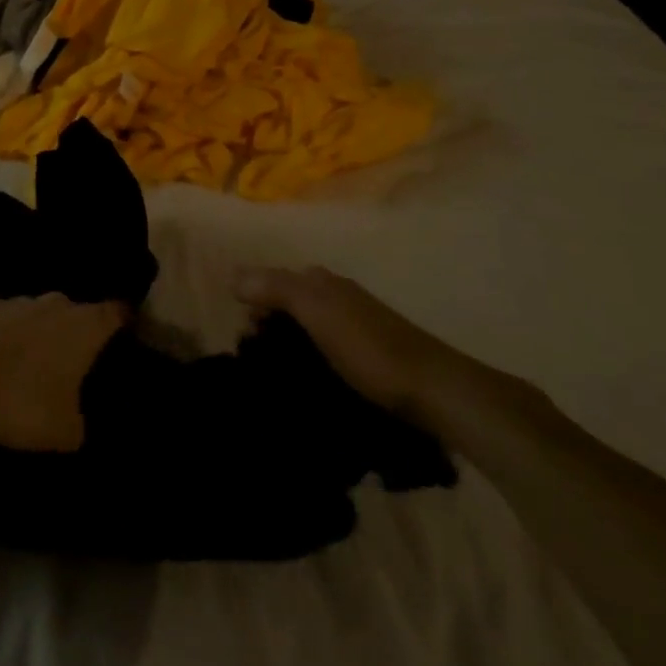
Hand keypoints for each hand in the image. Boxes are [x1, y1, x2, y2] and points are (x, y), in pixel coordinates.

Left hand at [0, 295, 128, 451]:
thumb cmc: (22, 404)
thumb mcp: (64, 431)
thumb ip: (80, 422)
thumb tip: (77, 422)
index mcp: (85, 327)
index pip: (117, 313)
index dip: (123, 322)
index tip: (126, 335)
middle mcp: (56, 304)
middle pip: (75, 312)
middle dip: (74, 333)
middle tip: (70, 364)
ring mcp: (16, 300)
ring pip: (36, 313)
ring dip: (35, 333)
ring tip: (25, 366)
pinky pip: (1, 319)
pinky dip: (0, 335)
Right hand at [236, 266, 524, 439]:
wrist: (431, 389)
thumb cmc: (369, 348)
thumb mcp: (316, 311)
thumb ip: (275, 288)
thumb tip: (233, 276)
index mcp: (323, 282)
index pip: (274, 280)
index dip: (254, 303)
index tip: (244, 339)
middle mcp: (337, 297)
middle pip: (289, 304)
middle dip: (268, 326)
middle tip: (257, 363)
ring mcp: (353, 327)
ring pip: (305, 329)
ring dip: (286, 348)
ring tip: (276, 379)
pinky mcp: (365, 357)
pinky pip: (323, 351)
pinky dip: (307, 362)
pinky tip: (304, 384)